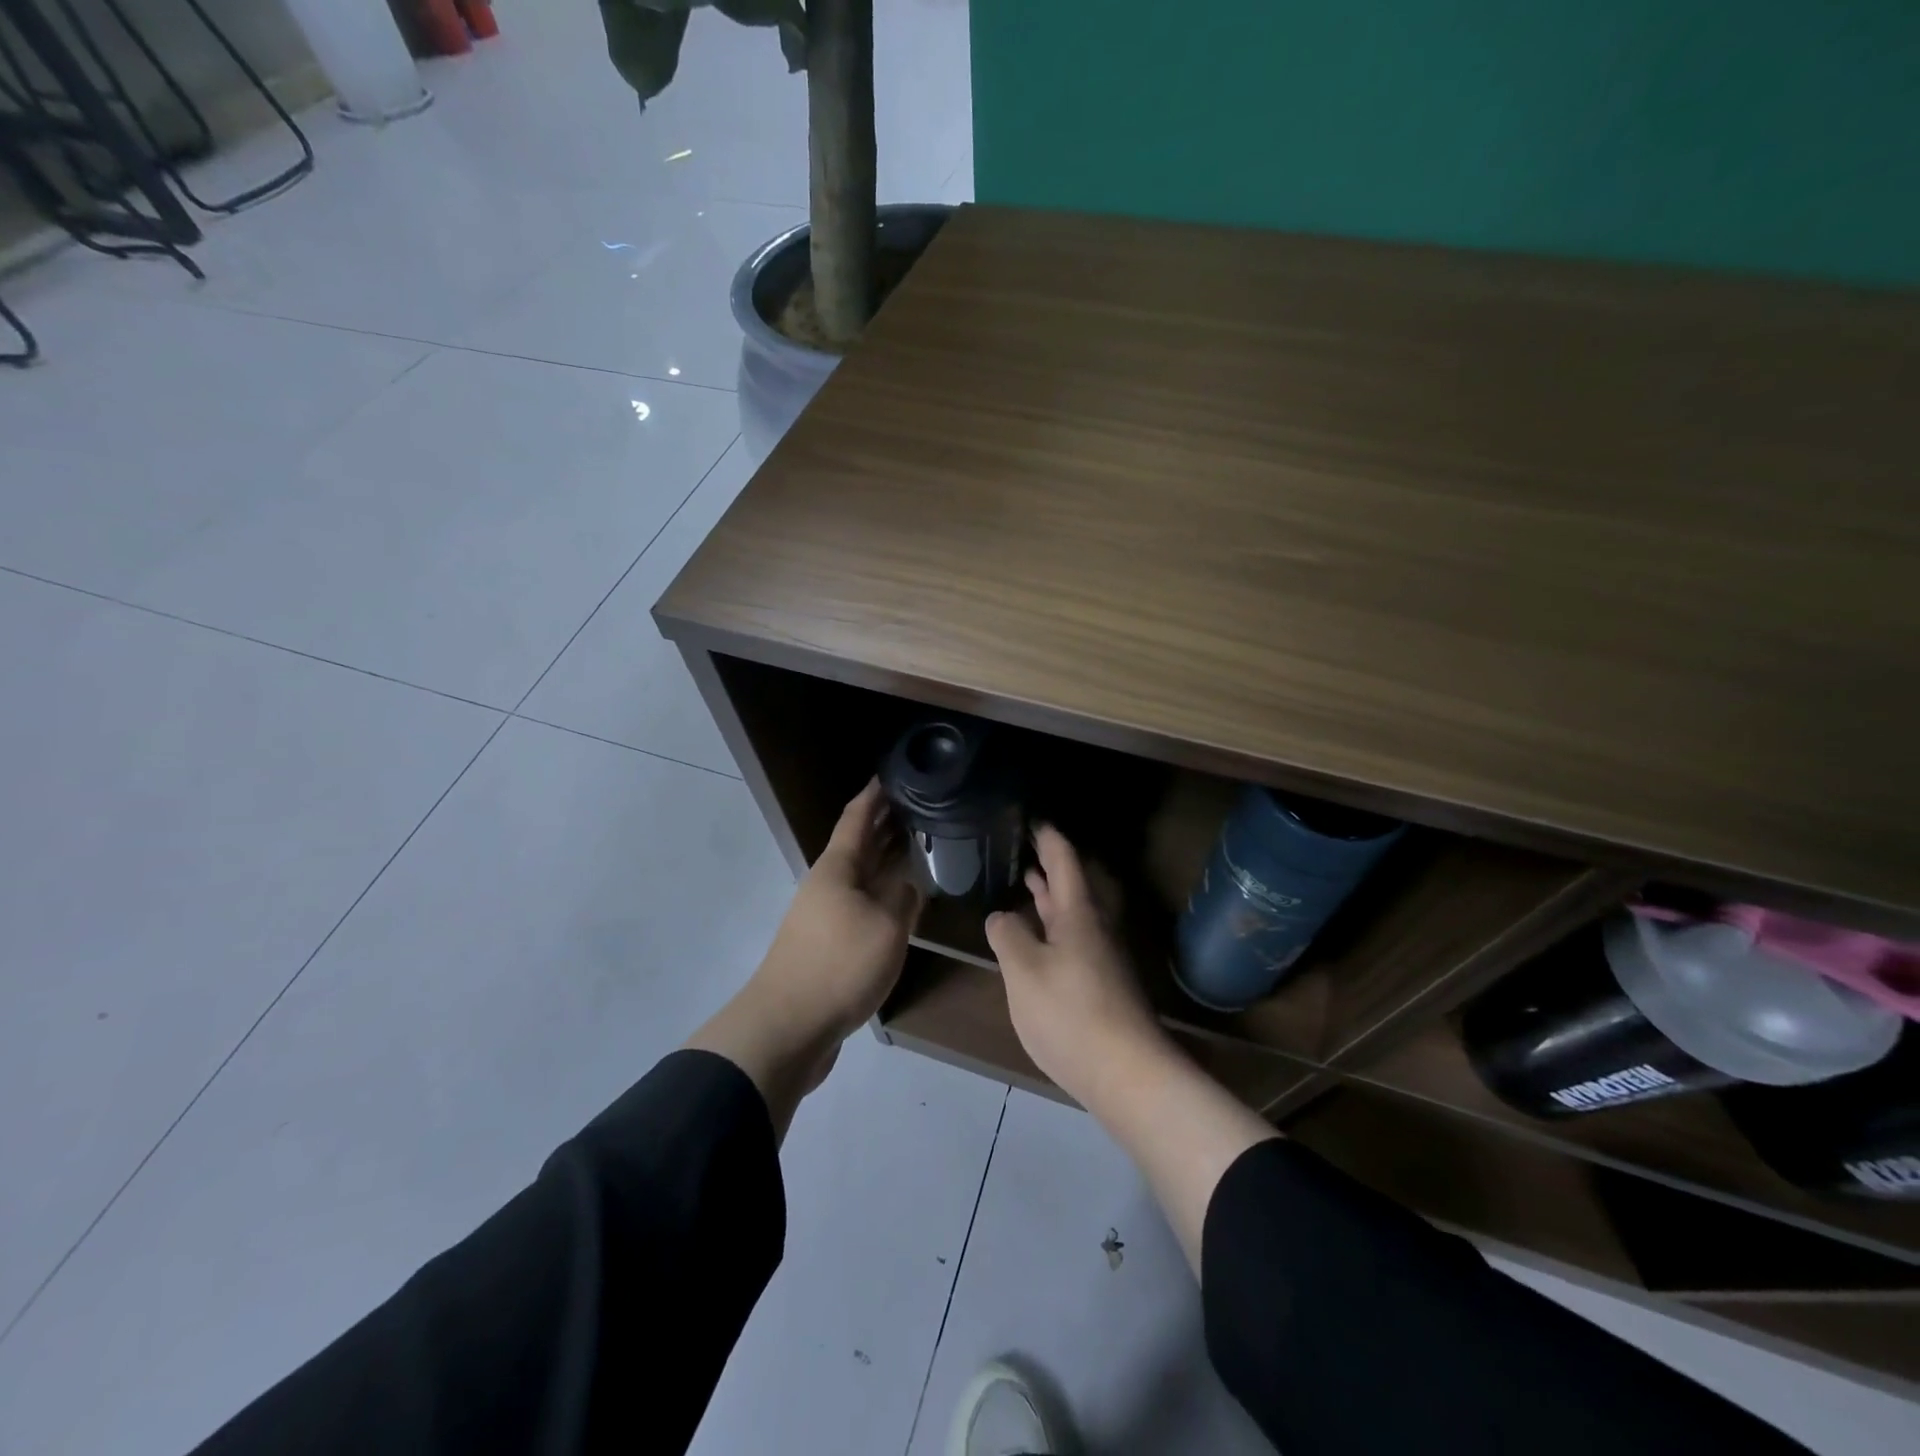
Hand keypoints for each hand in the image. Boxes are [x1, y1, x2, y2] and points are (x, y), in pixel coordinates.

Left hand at [688, 780, 920, 1140]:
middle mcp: (828, 884)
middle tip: (919, 806)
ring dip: (885, 859)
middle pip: (858, 844)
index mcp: (838, 868)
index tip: (894, 773)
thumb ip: (902, 899)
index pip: (857, 817)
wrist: (787, 1028)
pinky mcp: (826, 944)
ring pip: (860, 875)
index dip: (875, 794)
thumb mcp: (886, 928)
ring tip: (917, 847)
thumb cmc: (839, 966)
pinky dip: (881, 893)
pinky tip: (900, 901)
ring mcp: (824, 915)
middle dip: (885, 824)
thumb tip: (907, 883)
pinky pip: (859, 904)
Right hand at [985, 825, 1172, 1106]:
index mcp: (1078, 914)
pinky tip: (1040, 942)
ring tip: (1029, 885)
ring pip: (1075, 915)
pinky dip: (1055, 928)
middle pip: (1072, 886)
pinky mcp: (1104, 985)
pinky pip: (1075, 940)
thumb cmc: (1071, 1013)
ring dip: (1052, 898)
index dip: (1048, 837)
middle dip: (1050, 866)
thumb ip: (1008, 936)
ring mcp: (1103, 958)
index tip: (1033, 819)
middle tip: (1027, 848)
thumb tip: (1002, 917)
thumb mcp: (1024, 971)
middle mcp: (1096, 928)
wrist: (1128, 1074)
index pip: (1064, 860)